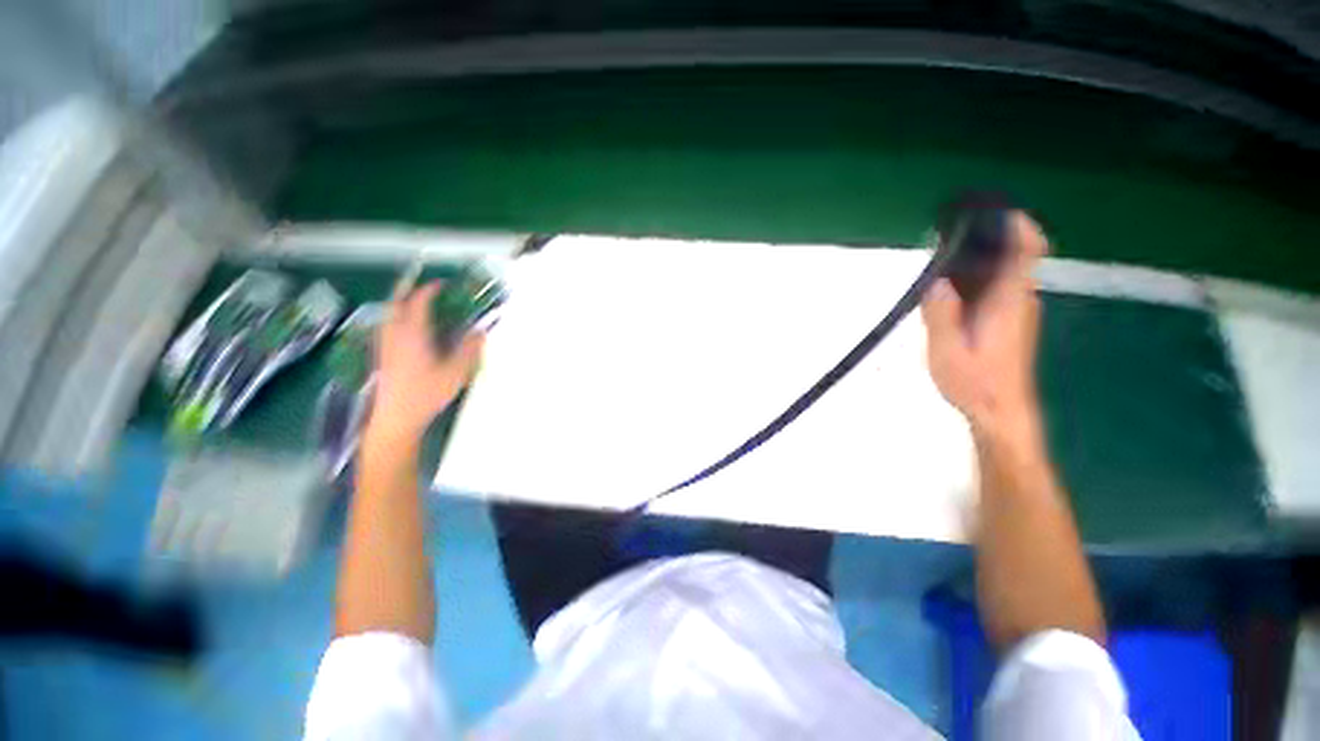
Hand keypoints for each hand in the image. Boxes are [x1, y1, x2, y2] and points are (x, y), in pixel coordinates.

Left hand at [368, 281, 484, 441]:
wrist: (396, 417)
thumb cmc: (426, 393)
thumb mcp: (456, 372)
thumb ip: (469, 350)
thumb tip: (480, 332)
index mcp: (413, 334)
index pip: (419, 303)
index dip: (430, 290)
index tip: (443, 283)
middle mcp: (395, 334)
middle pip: (396, 303)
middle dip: (407, 289)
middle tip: (422, 284)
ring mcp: (385, 344)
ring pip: (389, 314)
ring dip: (400, 302)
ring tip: (413, 300)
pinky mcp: (382, 355)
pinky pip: (387, 326)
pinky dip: (396, 316)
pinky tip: (405, 326)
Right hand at [922, 211, 1047, 440]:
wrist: (1000, 411)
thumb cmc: (975, 383)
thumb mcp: (947, 351)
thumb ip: (941, 315)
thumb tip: (935, 282)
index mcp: (1007, 302)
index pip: (1027, 250)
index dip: (1017, 224)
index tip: (993, 209)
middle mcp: (1019, 299)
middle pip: (1015, 254)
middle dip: (989, 236)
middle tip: (950, 232)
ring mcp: (1017, 310)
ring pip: (1006, 270)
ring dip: (981, 256)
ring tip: (944, 255)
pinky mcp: (1010, 320)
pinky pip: (999, 285)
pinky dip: (979, 275)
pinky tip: (952, 286)